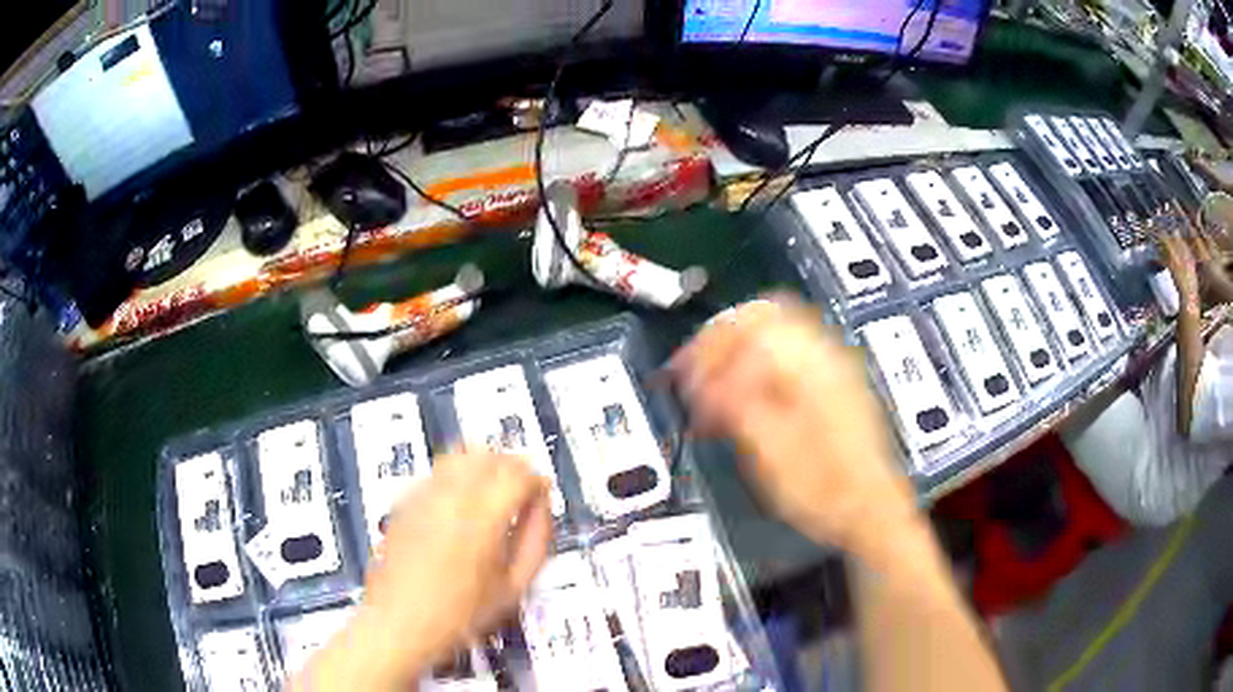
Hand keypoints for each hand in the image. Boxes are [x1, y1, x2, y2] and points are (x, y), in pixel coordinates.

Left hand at [292, 453, 551, 690]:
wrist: (400, 622)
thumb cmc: (461, 614)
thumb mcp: (513, 587)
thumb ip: (537, 541)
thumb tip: (542, 507)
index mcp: (483, 516)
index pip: (519, 473)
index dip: (536, 481)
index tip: (541, 496)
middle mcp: (451, 495)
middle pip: (490, 456)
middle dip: (513, 468)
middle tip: (522, 494)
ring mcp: (423, 494)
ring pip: (462, 455)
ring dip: (484, 466)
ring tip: (492, 494)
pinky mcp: (405, 500)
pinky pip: (437, 472)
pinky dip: (457, 476)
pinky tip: (461, 504)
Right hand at [670, 295, 917, 556]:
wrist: (869, 509)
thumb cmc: (823, 489)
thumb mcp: (770, 452)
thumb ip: (735, 405)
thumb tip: (702, 380)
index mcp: (809, 366)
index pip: (748, 325)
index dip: (709, 347)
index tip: (685, 375)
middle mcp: (824, 354)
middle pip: (764, 315)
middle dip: (723, 339)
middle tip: (697, 370)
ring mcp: (834, 366)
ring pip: (777, 330)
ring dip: (741, 349)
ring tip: (717, 382)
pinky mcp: (835, 383)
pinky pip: (791, 353)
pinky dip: (761, 362)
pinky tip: (747, 393)